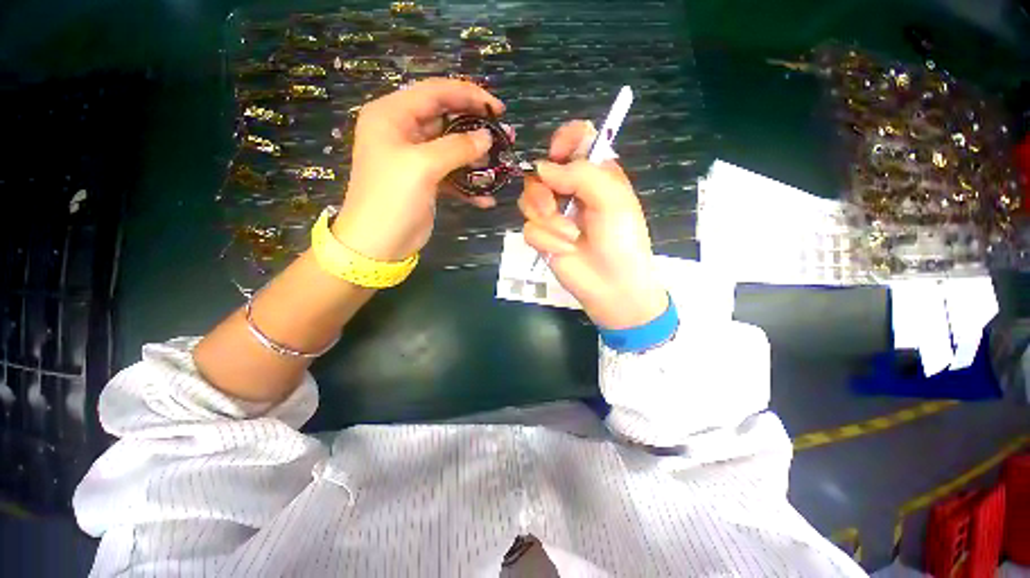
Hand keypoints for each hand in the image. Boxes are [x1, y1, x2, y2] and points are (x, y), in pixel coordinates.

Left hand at [332, 79, 504, 261]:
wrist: (378, 245)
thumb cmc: (391, 199)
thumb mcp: (422, 167)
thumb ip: (457, 147)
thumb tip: (487, 137)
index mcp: (392, 115)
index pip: (436, 92)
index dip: (469, 95)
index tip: (499, 109)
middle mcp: (403, 131)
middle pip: (447, 119)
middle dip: (477, 129)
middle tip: (506, 137)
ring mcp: (416, 158)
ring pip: (453, 148)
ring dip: (477, 158)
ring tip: (501, 165)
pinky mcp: (426, 181)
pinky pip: (452, 175)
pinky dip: (469, 185)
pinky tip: (486, 198)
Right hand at [518, 121, 667, 329]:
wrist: (612, 285)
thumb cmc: (621, 240)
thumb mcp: (612, 200)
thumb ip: (581, 174)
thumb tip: (542, 168)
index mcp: (594, 175)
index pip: (575, 140)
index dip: (564, 140)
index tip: (558, 154)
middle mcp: (570, 190)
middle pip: (540, 171)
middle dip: (544, 190)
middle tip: (555, 205)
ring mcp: (553, 215)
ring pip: (528, 199)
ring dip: (547, 219)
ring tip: (568, 235)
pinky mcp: (542, 238)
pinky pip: (529, 229)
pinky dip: (546, 240)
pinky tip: (564, 250)